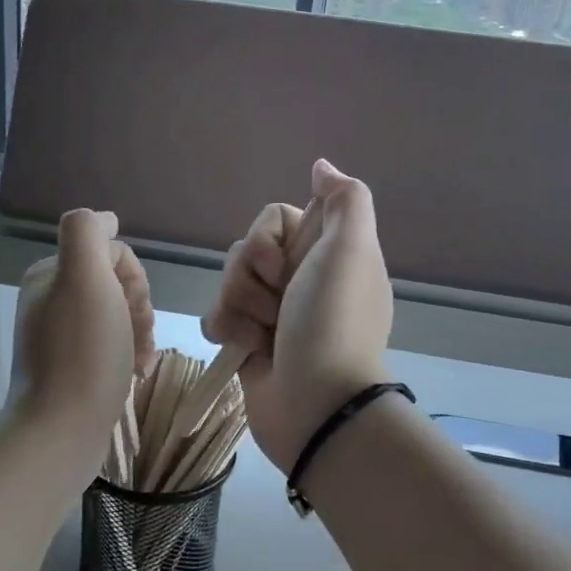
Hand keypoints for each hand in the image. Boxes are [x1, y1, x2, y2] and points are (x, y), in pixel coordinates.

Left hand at [9, 209, 156, 446]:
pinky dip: (131, 354)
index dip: (134, 279)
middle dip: (139, 308)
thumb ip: (89, 233)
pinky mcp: (72, 367)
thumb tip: (107, 218)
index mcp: (51, 273)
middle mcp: (51, 299)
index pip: (112, 253)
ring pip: (120, 316)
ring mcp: (61, 335)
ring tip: (141, 361)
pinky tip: (137, 373)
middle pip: (117, 285)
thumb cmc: (83, 353)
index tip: (133, 310)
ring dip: (140, 333)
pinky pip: (112, 345)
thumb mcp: (84, 278)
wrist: (62, 429)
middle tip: (138, 337)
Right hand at [202, 160, 391, 471]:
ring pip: (228, 283)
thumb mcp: (352, 248)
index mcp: (326, 254)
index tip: (286, 264)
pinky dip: (227, 331)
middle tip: (276, 304)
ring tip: (263, 336)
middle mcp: (300, 279)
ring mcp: (273, 314)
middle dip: (250, 276)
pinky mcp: (249, 343)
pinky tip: (246, 351)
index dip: (269, 238)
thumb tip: (322, 166)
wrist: (316, 404)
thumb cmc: (333, 321)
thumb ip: (344, 199)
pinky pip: (218, 317)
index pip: (276, 219)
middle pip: (246, 249)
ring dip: (238, 307)